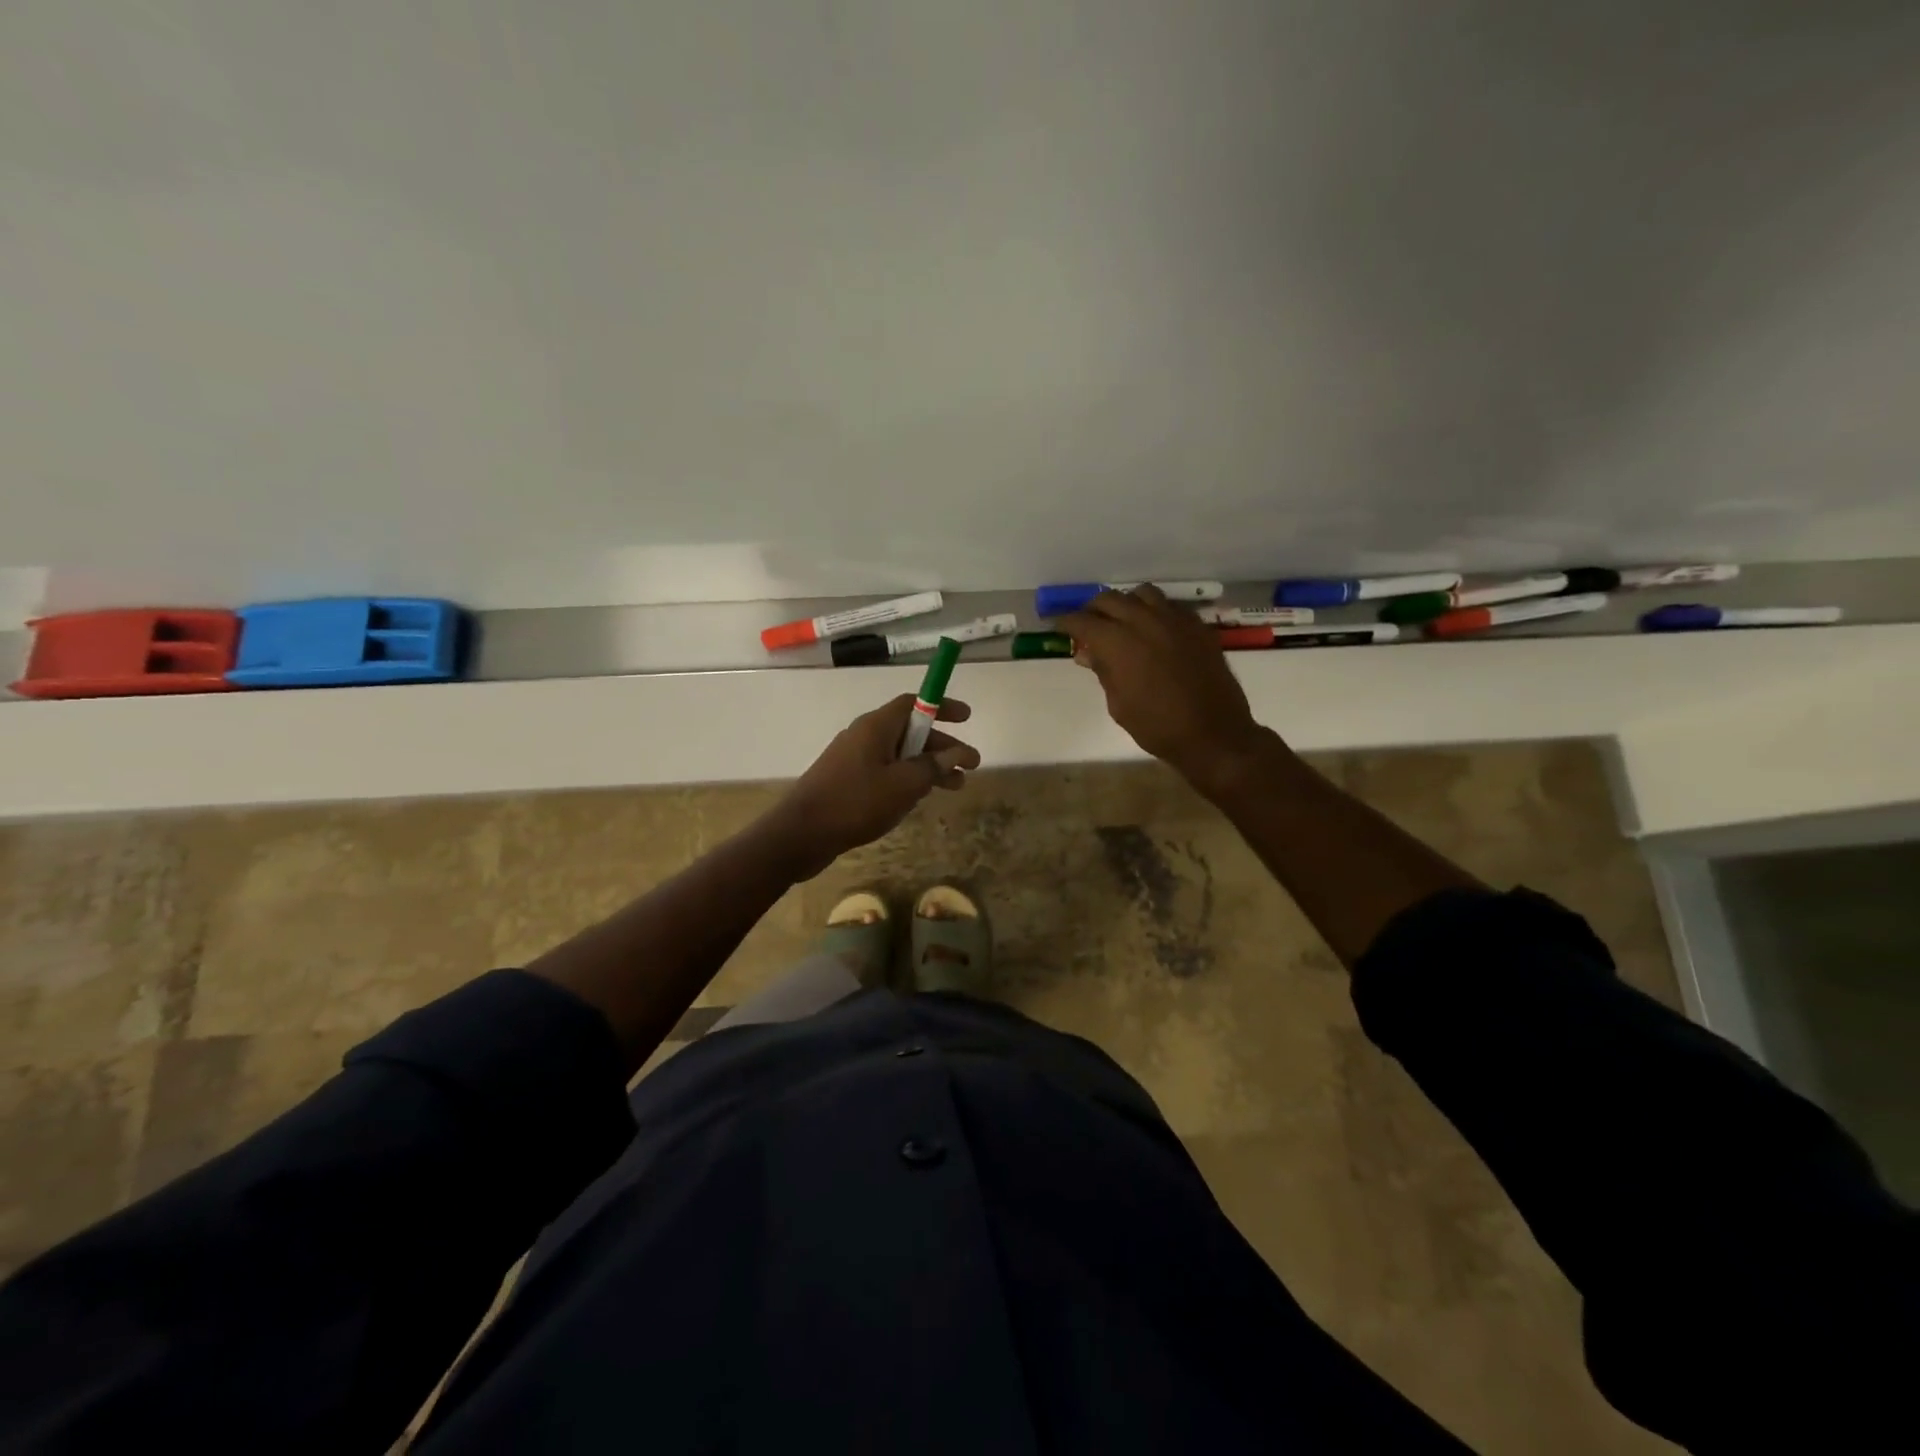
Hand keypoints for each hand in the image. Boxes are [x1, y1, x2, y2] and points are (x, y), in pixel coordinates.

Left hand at [770, 695, 980, 877]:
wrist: (801, 834)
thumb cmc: (855, 803)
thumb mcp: (903, 785)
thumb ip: (932, 767)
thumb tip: (955, 753)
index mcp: (876, 727)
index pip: (913, 704)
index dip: (941, 706)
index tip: (967, 717)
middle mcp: (864, 736)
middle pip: (910, 732)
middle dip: (942, 747)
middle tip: (971, 765)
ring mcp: (853, 760)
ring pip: (899, 756)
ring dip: (928, 768)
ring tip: (955, 787)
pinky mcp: (847, 782)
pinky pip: (885, 773)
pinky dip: (907, 781)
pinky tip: (919, 800)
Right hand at [1055, 586, 1266, 782]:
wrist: (1213, 734)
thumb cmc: (1157, 726)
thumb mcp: (1119, 704)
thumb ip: (1103, 671)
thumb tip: (1087, 653)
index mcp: (1118, 642)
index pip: (1083, 621)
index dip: (1067, 622)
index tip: (1059, 627)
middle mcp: (1144, 621)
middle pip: (1110, 599)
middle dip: (1094, 610)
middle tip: (1088, 625)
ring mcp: (1175, 620)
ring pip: (1142, 594)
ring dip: (1126, 604)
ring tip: (1122, 621)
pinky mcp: (1198, 626)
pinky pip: (1170, 606)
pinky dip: (1155, 611)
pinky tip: (1154, 630)